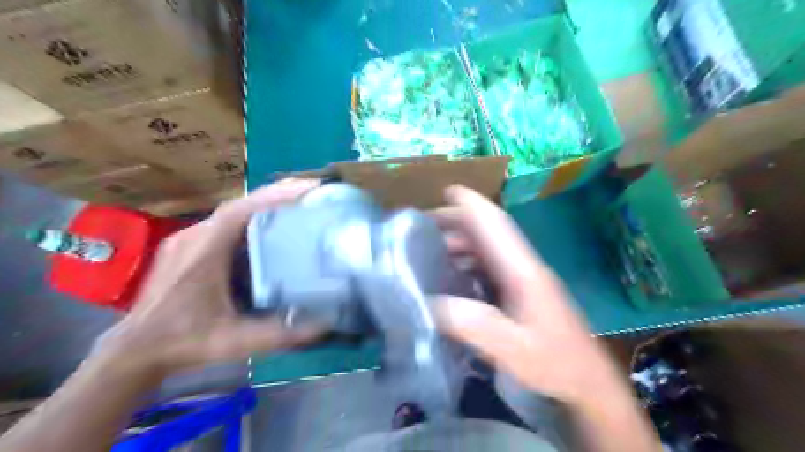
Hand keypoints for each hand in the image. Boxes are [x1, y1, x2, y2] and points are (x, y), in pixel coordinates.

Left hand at [99, 179, 324, 379]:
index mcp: (204, 249)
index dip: (276, 195)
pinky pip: (222, 225)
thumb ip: (279, 333)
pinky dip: (248, 221)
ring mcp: (187, 241)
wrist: (133, 354)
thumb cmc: (183, 342)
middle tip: (309, 193)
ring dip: (263, 207)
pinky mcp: (185, 250)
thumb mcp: (234, 340)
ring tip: (294, 207)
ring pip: (231, 214)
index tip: (309, 187)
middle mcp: (194, 236)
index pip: (242, 209)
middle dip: (276, 196)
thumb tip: (325, 325)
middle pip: (239, 205)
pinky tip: (265, 231)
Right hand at [434, 185, 620, 403]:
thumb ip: (470, 323)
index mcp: (523, 270)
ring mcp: (524, 278)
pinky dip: (467, 262)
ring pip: (488, 248)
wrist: (586, 381)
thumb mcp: (510, 348)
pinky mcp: (521, 291)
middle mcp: (523, 266)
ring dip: (460, 242)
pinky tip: (451, 275)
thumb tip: (426, 303)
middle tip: (423, 226)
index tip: (446, 190)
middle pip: (489, 231)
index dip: (471, 204)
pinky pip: (489, 266)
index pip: (495, 224)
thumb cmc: (554, 363)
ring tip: (429, 250)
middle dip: (457, 221)